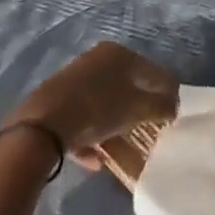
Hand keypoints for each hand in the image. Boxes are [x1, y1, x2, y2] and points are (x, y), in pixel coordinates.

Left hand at [10, 43, 177, 169]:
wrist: (40, 127)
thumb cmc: (97, 109)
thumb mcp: (137, 109)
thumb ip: (161, 106)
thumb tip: (173, 106)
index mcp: (119, 54)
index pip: (153, 72)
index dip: (167, 93)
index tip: (174, 116)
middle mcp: (97, 60)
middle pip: (127, 86)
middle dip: (139, 109)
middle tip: (150, 130)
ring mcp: (74, 80)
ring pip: (104, 103)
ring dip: (115, 125)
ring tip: (124, 147)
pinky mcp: (56, 101)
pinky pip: (82, 118)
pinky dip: (92, 137)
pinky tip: (96, 160)